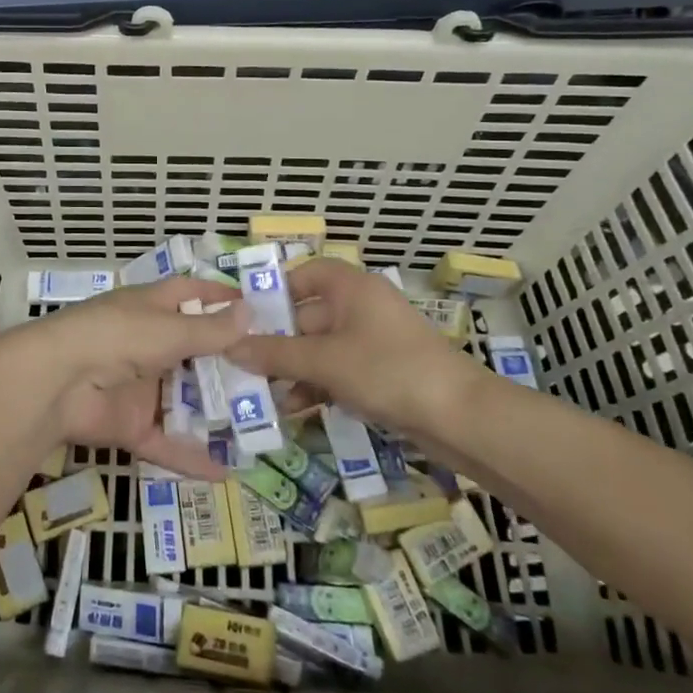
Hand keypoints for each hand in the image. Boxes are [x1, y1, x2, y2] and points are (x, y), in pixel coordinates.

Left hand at [0, 278, 247, 478]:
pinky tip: (227, 472)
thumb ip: (210, 329)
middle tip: (275, 376)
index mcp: (150, 308)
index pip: (189, 295)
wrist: (58, 382)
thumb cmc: (117, 337)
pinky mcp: (131, 425)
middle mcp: (147, 343)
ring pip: (185, 399)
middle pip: (194, 351)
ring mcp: (139, 386)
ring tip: (263, 426)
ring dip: (216, 411)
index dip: (218, 296)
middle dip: (228, 363)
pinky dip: (192, 458)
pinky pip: (167, 442)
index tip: (255, 305)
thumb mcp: (169, 330)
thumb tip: (250, 311)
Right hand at [225, 258, 489, 439]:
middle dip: (276, 342)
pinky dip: (318, 384)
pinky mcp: (383, 371)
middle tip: (241, 363)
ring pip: (321, 348)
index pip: (303, 275)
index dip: (273, 293)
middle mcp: (361, 306)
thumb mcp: (324, 361)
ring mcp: (374, 340)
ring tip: (262, 393)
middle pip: (307, 315)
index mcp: (350, 287)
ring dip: (293, 369)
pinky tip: (296, 408)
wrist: (462, 417)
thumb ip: (275, 354)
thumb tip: (230, 347)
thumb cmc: (388, 370)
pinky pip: (339, 370)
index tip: (244, 317)